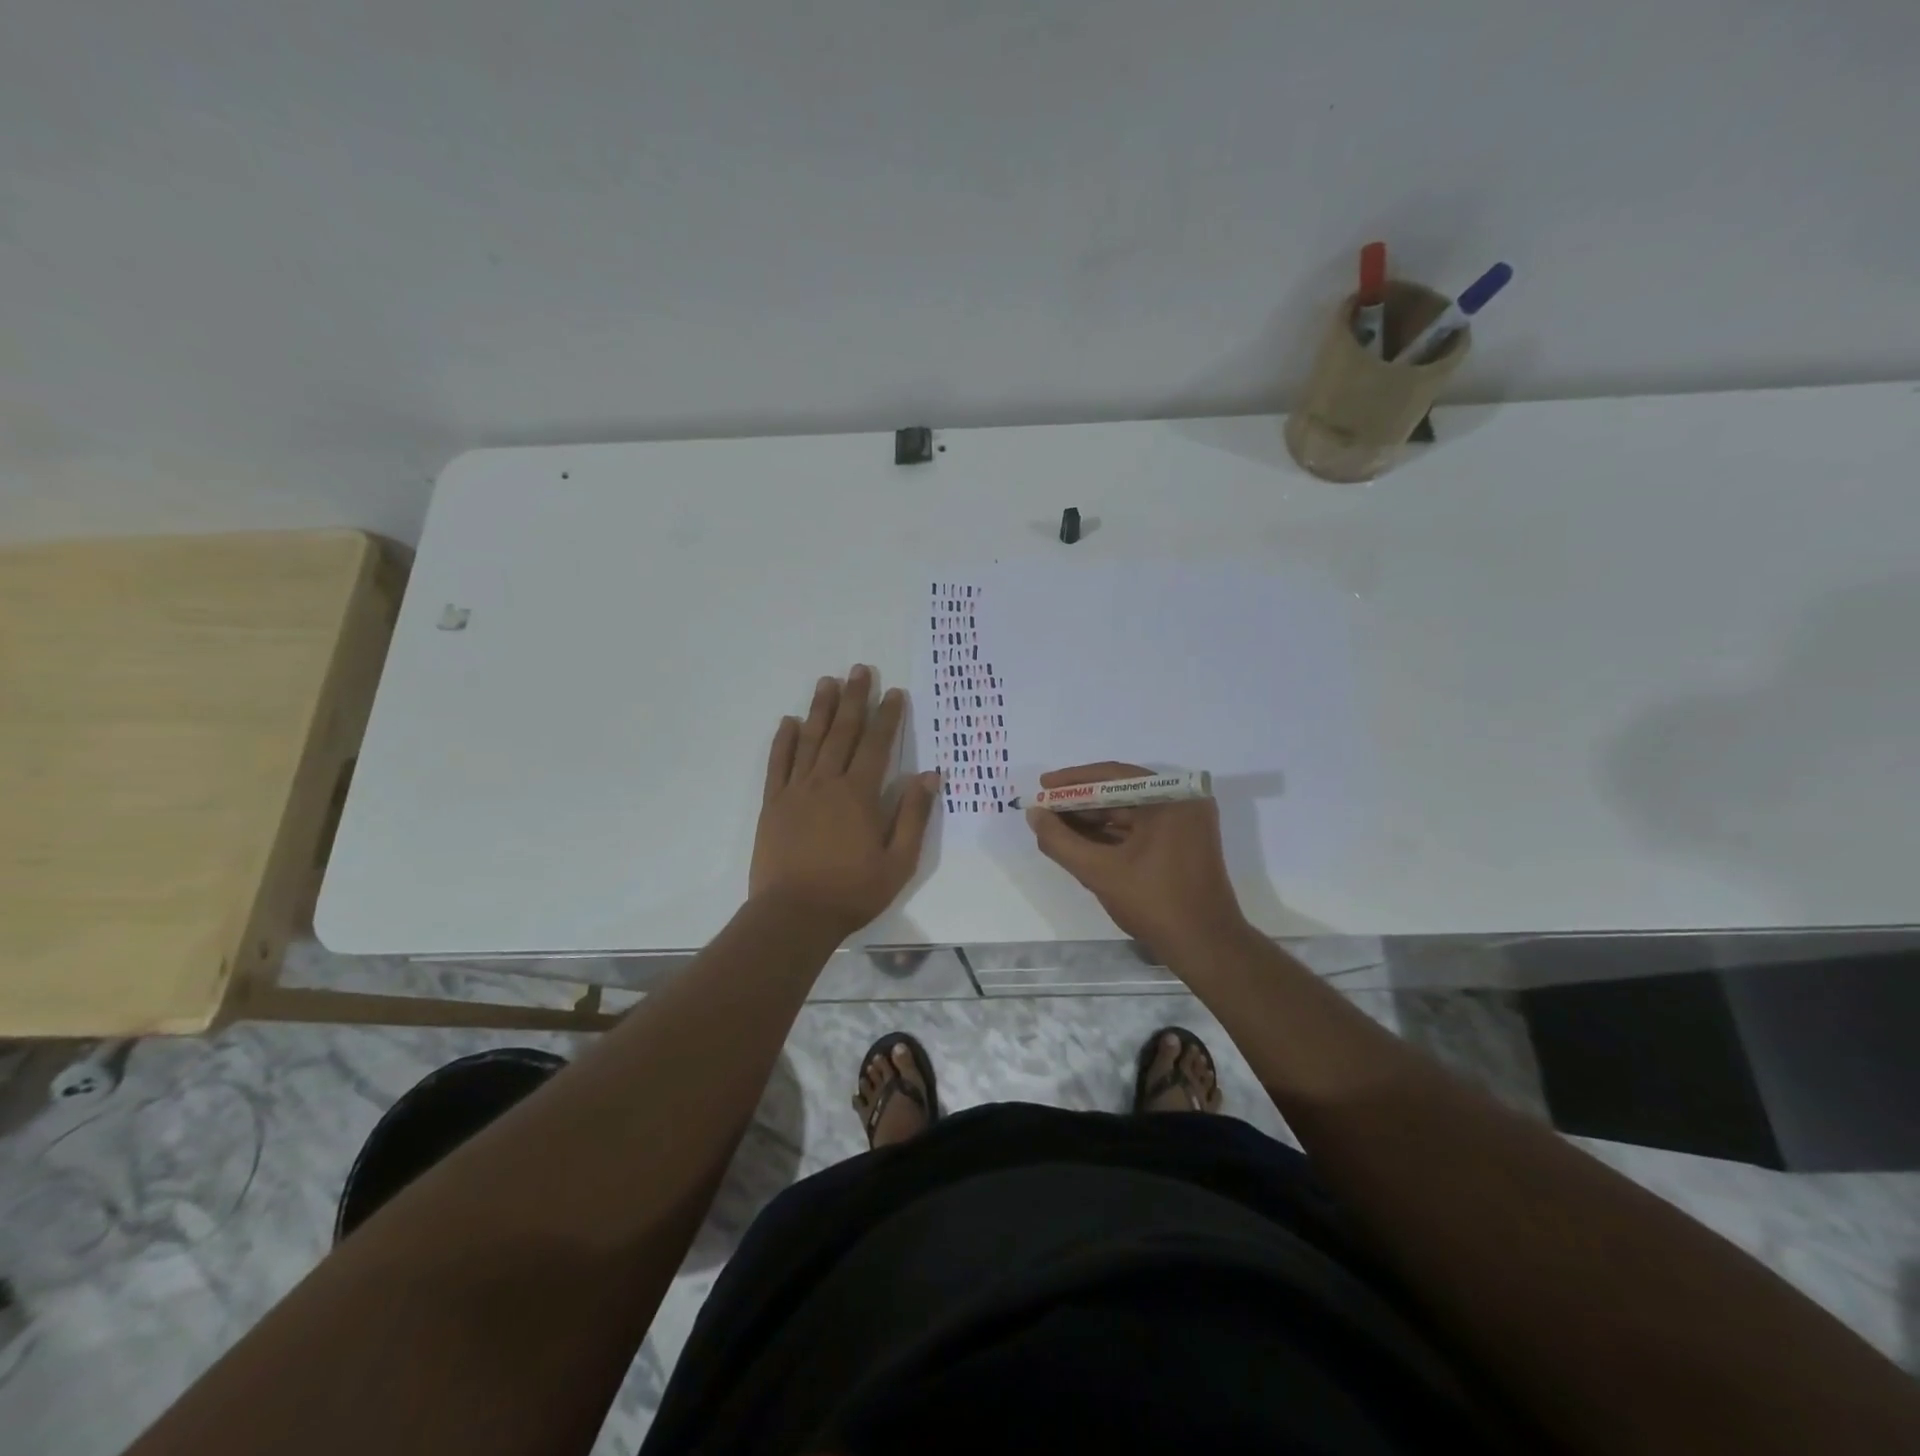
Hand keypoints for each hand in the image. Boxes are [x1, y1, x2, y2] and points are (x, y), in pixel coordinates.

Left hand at [750, 665, 939, 938]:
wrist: (794, 915)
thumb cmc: (852, 891)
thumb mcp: (898, 861)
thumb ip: (913, 815)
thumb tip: (929, 775)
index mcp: (859, 795)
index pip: (877, 745)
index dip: (888, 716)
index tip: (894, 692)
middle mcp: (827, 782)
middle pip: (842, 732)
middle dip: (854, 699)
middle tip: (860, 670)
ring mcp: (796, 791)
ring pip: (810, 740)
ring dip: (820, 709)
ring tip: (827, 681)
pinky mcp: (773, 804)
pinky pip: (778, 764)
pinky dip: (783, 740)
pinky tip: (788, 721)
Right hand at [1026, 761, 1249, 961]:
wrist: (1205, 947)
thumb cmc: (1155, 903)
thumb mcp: (1099, 872)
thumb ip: (1061, 841)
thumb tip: (1034, 814)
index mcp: (1170, 798)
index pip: (1113, 776)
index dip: (1073, 781)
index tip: (1042, 786)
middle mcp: (1182, 802)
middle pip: (1121, 792)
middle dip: (1081, 802)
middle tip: (1045, 809)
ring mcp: (1186, 823)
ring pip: (1129, 812)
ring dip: (1093, 819)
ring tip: (1055, 826)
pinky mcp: (1184, 843)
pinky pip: (1141, 828)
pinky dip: (1111, 834)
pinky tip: (1081, 841)